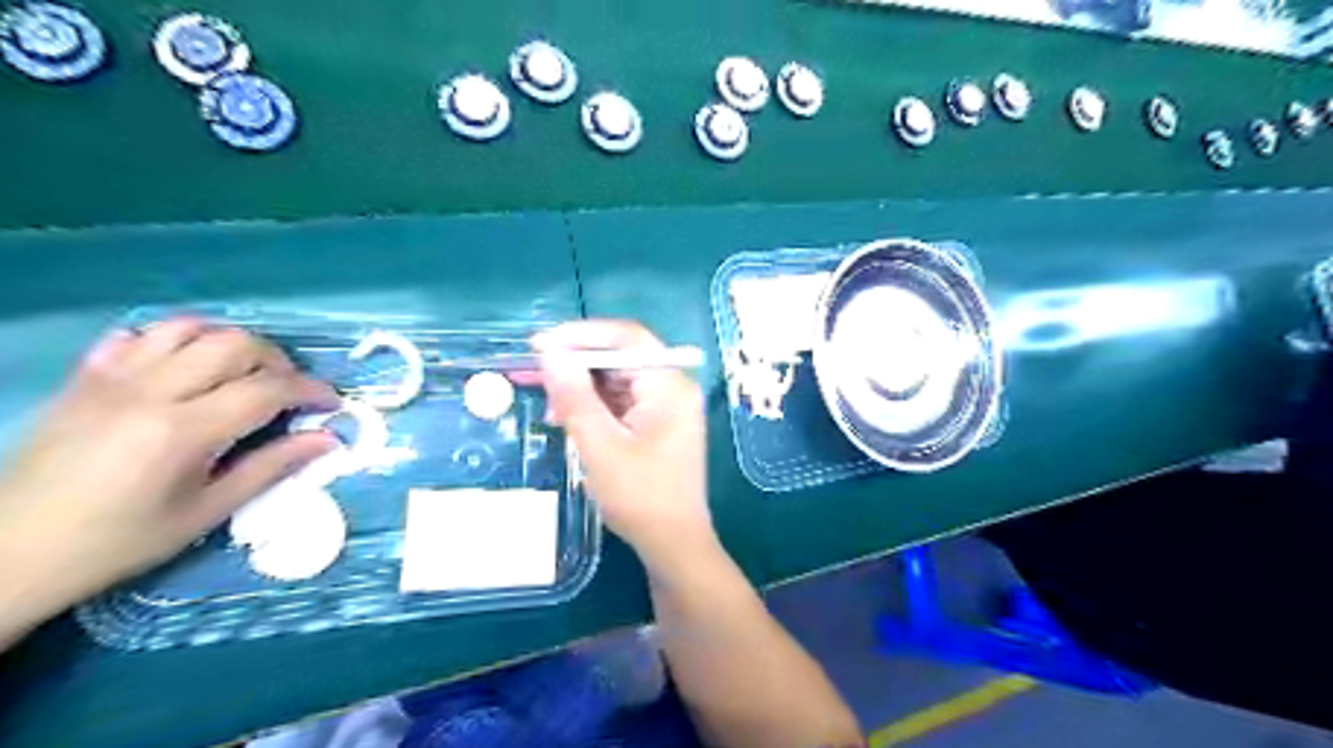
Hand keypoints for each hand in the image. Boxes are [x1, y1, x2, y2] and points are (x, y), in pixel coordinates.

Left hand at [1, 315, 337, 626]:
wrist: (12, 551)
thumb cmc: (121, 541)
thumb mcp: (208, 511)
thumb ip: (271, 467)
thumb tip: (328, 440)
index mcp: (183, 431)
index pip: (268, 390)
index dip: (311, 391)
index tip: (331, 404)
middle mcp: (150, 392)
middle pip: (234, 344)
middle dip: (277, 362)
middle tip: (289, 392)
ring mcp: (111, 379)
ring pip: (188, 329)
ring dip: (230, 343)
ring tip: (244, 373)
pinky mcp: (84, 379)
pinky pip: (137, 336)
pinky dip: (174, 340)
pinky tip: (186, 367)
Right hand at [535, 321, 712, 573]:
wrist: (672, 544)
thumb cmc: (640, 497)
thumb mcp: (600, 445)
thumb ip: (575, 397)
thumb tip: (550, 353)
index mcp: (669, 386)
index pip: (627, 338)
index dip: (582, 335)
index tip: (541, 345)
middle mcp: (673, 388)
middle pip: (621, 358)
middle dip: (576, 363)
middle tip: (532, 370)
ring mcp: (667, 407)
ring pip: (617, 381)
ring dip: (581, 387)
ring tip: (546, 403)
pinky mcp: (657, 425)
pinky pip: (621, 402)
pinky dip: (593, 406)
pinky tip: (567, 418)